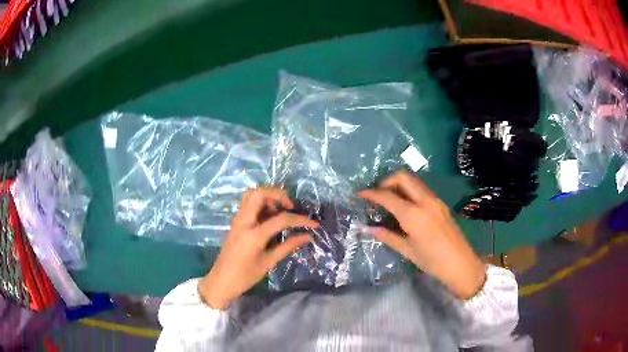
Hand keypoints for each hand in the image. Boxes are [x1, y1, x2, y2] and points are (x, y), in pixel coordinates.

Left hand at [198, 187, 318, 309]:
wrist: (221, 281)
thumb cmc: (245, 276)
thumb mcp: (268, 263)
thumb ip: (288, 247)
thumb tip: (307, 237)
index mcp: (253, 235)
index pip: (281, 219)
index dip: (300, 219)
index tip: (313, 224)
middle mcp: (244, 221)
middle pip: (260, 193)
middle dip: (278, 195)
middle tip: (290, 207)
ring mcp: (237, 220)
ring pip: (251, 194)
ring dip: (268, 196)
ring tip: (281, 210)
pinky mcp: (236, 222)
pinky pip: (248, 203)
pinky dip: (261, 203)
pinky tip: (270, 216)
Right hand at [359, 171, 485, 299]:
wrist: (461, 263)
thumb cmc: (432, 261)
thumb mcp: (407, 250)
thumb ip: (387, 236)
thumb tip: (367, 228)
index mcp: (413, 214)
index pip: (387, 196)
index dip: (371, 193)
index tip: (359, 194)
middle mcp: (425, 201)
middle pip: (403, 177)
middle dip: (386, 181)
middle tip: (377, 194)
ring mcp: (435, 200)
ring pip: (413, 180)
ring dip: (399, 183)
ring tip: (389, 198)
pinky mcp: (441, 203)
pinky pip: (421, 189)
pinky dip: (409, 190)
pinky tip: (404, 204)